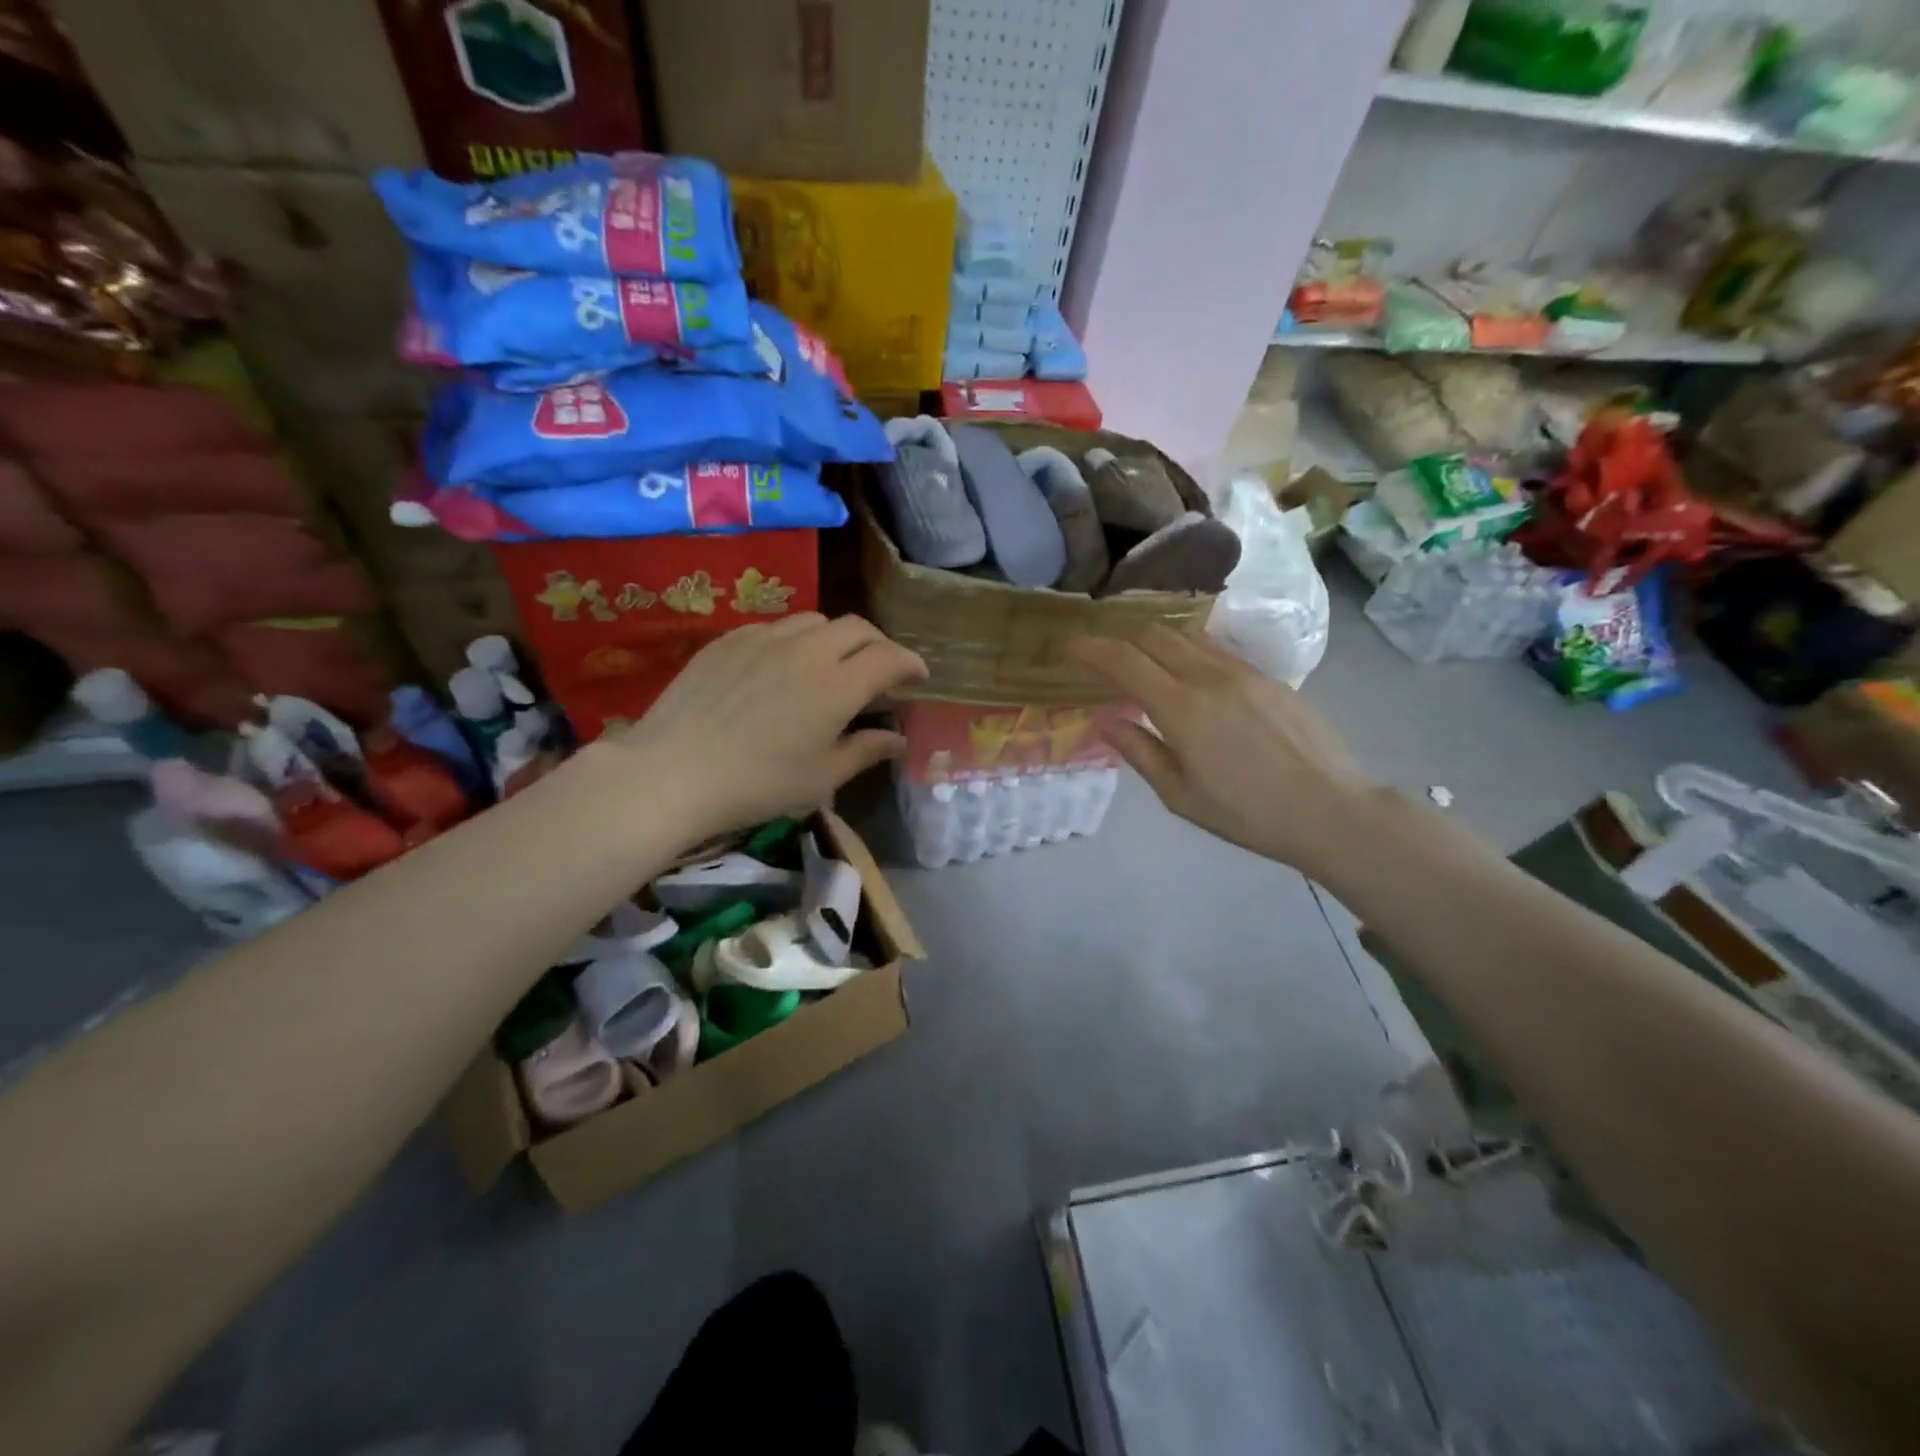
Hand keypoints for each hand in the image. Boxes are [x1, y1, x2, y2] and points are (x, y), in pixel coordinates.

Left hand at [608, 614, 926, 836]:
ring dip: (836, 639)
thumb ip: (865, 751)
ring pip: (815, 621)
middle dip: (878, 644)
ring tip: (831, 665)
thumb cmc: (757, 783)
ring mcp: (764, 638)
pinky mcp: (729, 639)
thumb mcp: (821, 777)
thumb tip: (897, 740)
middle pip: (857, 627)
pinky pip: (775, 627)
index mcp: (837, 685)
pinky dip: (795, 641)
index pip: (889, 657)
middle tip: (880, 670)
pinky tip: (782, 668)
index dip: (911, 663)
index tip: (918, 677)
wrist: (673, 771)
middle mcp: (807, 650)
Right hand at [1072, 626, 1383, 877]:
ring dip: (1158, 640)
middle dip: (1123, 639)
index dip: (1092, 649)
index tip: (1071, 646)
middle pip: (1155, 635)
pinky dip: (1190, 650)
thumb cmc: (1246, 813)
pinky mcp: (1269, 677)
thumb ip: (1139, 751)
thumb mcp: (1180, 795)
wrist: (1330, 809)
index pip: (1124, 661)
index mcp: (1181, 709)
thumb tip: (1105, 720)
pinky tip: (1191, 674)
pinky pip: (1218, 649)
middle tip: (1107, 657)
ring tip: (1145, 660)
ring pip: (1189, 635)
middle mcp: (1209, 677)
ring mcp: (1244, 671)